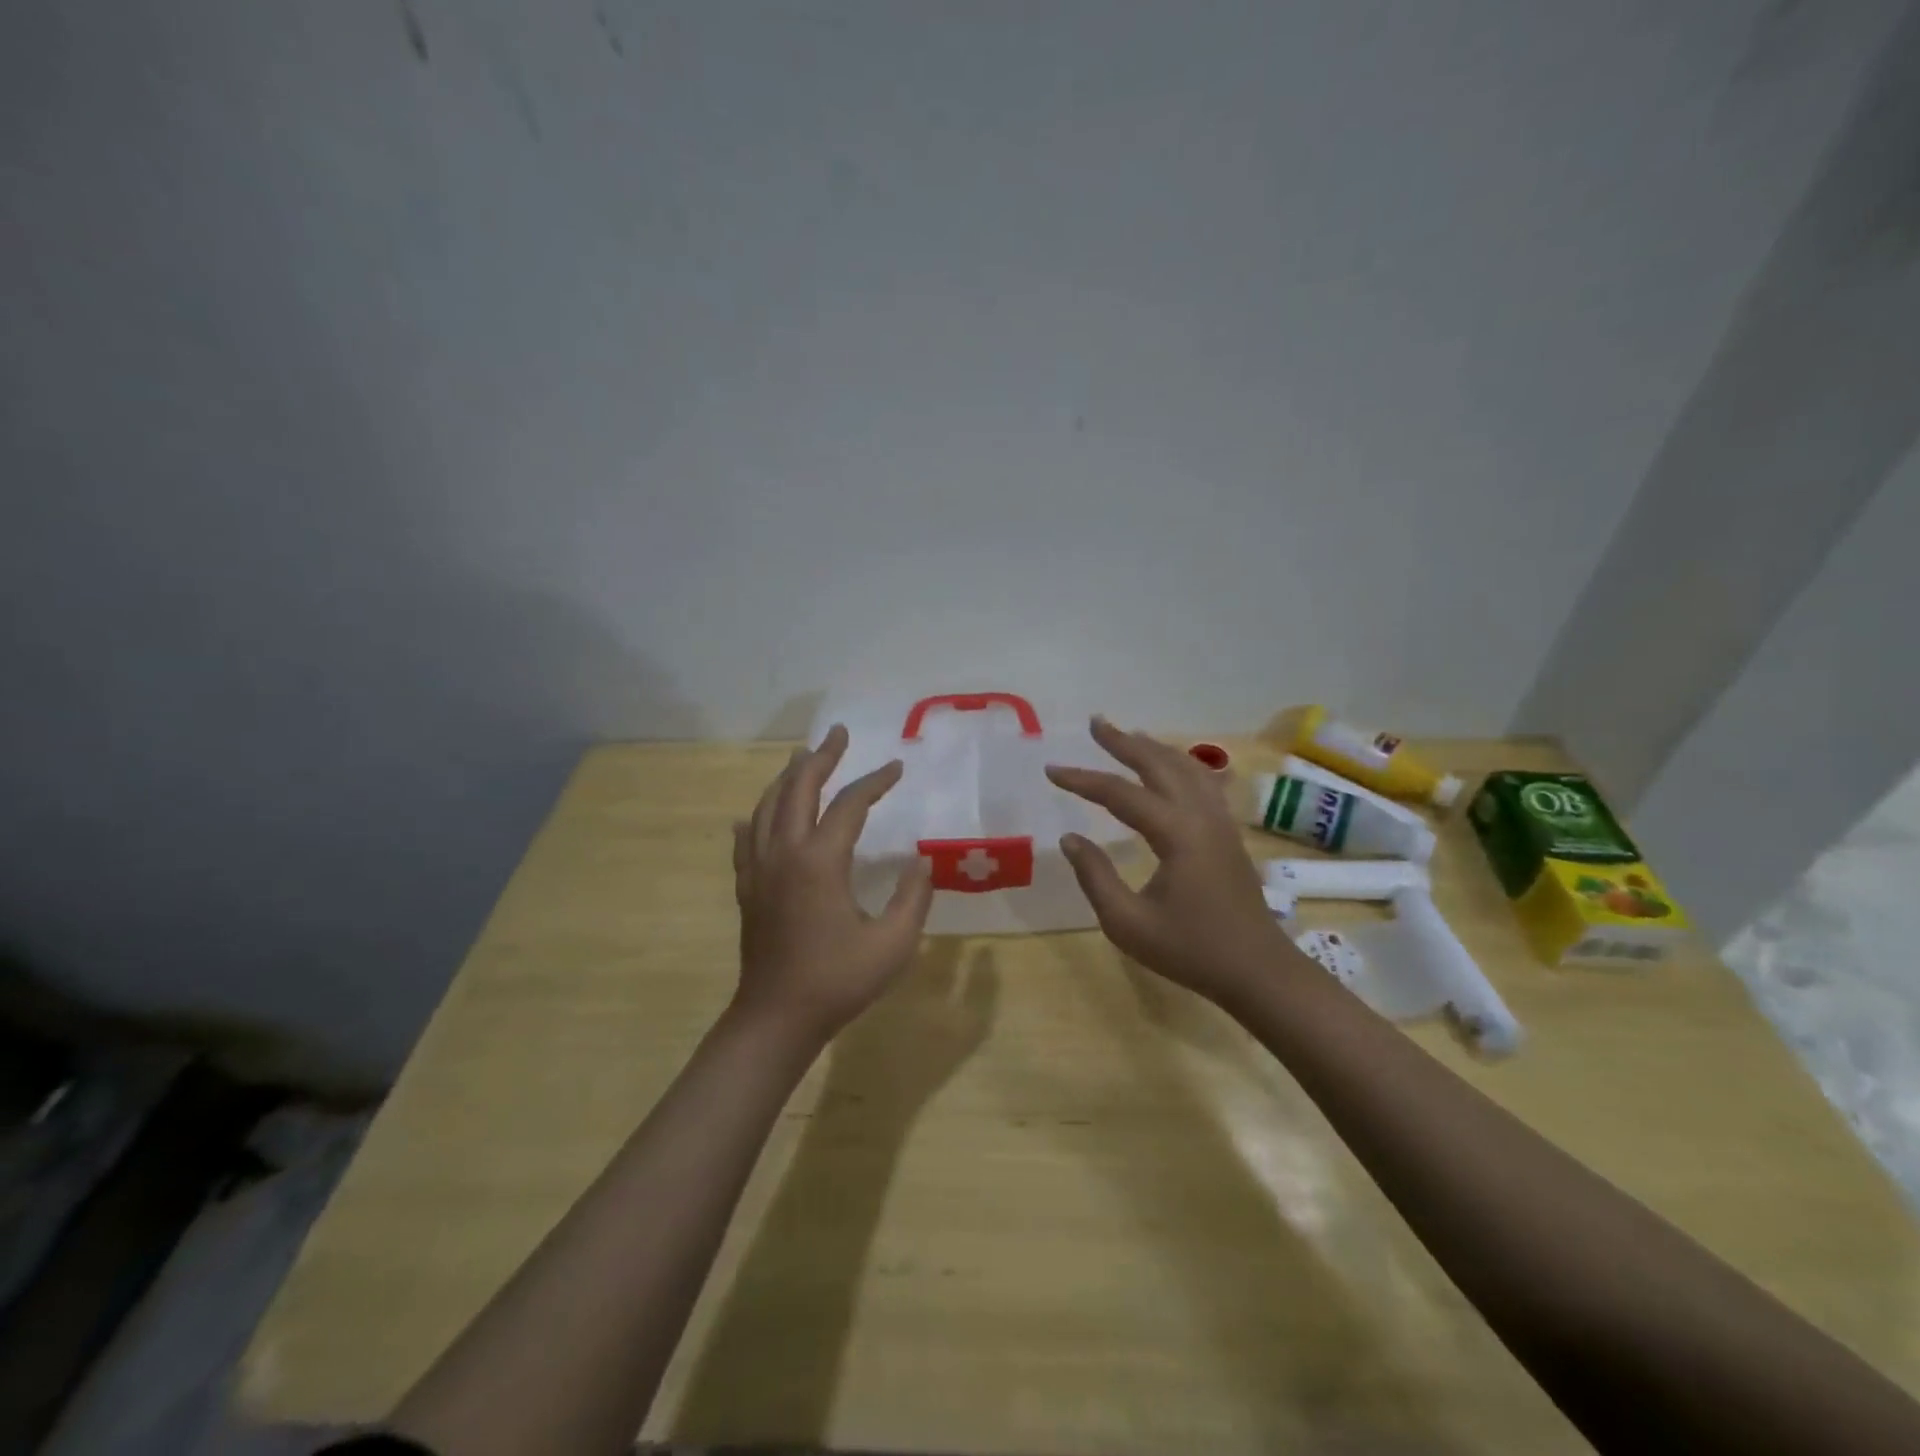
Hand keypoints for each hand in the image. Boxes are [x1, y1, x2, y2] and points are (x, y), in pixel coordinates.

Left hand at [732, 724, 934, 1043]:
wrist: (776, 1018)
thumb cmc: (837, 981)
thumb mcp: (893, 943)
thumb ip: (913, 898)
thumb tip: (922, 864)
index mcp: (821, 861)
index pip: (850, 804)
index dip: (875, 781)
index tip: (896, 766)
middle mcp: (785, 852)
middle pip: (798, 788)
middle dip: (821, 757)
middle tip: (838, 735)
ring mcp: (759, 869)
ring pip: (767, 806)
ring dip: (787, 778)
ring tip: (803, 760)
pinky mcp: (747, 887)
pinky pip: (747, 839)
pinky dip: (756, 818)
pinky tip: (755, 816)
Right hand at [1045, 717, 1291, 1005]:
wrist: (1257, 970)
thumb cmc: (1190, 950)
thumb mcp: (1127, 923)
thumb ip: (1095, 876)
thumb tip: (1070, 838)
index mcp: (1176, 834)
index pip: (1121, 794)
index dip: (1083, 780)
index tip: (1051, 770)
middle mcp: (1200, 816)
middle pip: (1159, 765)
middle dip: (1124, 742)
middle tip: (1096, 723)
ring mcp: (1220, 822)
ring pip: (1187, 768)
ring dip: (1154, 748)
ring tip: (1128, 735)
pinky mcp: (1228, 833)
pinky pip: (1204, 783)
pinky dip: (1182, 764)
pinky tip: (1175, 765)